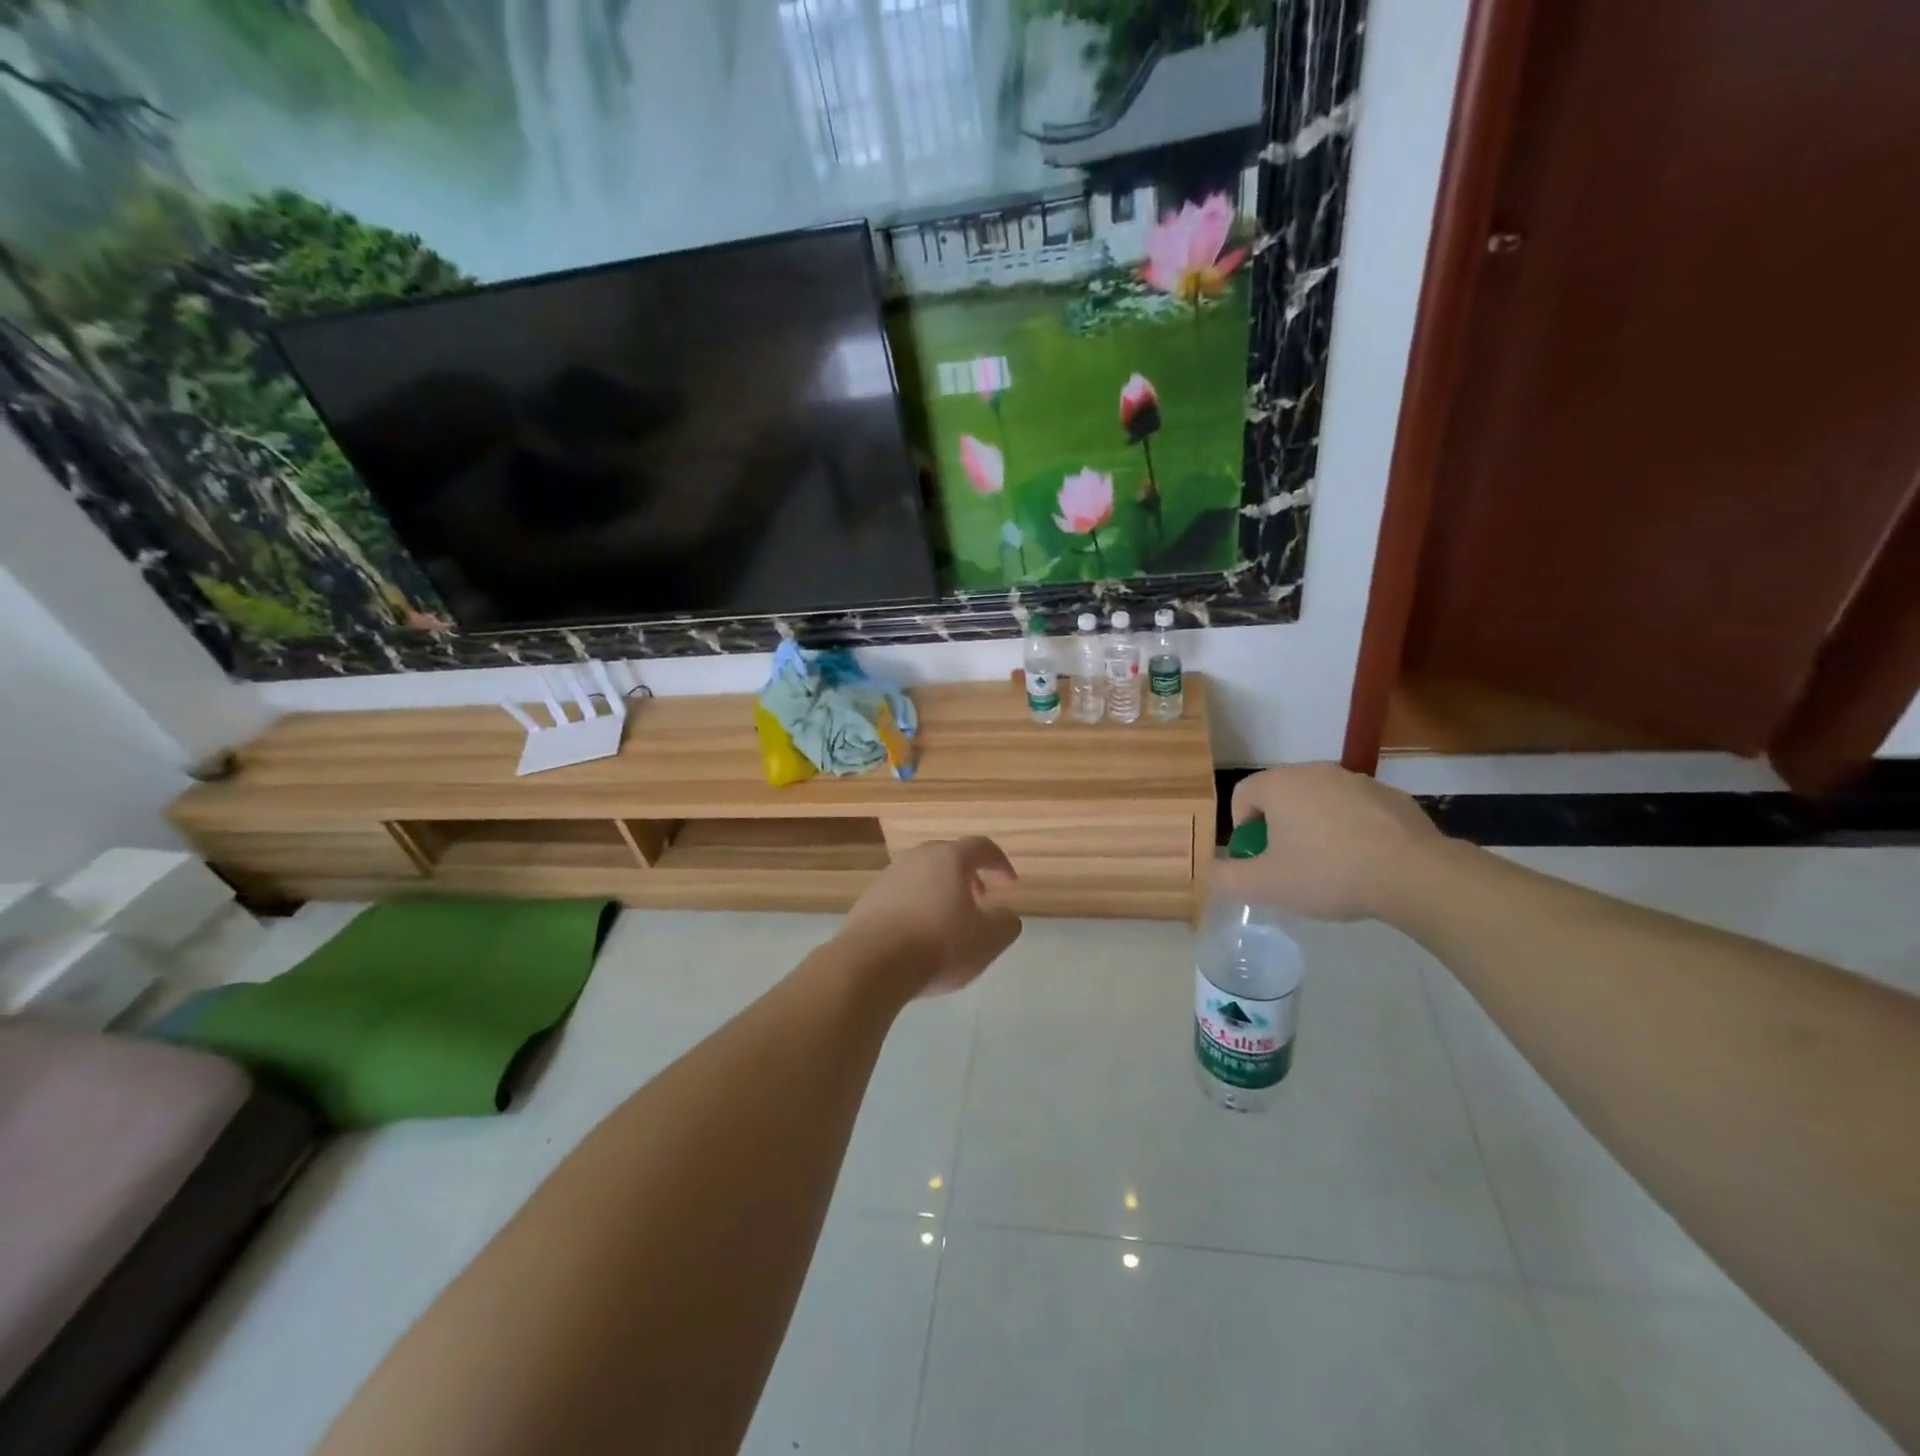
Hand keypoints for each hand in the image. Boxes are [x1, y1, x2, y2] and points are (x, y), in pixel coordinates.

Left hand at [838, 837, 1022, 996]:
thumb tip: (1005, 915)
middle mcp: (917, 858)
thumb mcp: (988, 940)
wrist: (871, 963)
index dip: (999, 863)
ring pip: (922, 876)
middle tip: (979, 900)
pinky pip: (901, 896)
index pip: (981, 847)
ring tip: (948, 922)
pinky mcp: (868, 900)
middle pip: (948, 857)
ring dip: (940, 892)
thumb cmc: (938, 944)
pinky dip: (916, 907)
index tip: (1009, 884)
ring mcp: (888, 877)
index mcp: (949, 858)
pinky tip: (918, 936)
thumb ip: (1006, 923)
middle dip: (968, 876)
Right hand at [1209, 764, 1445, 921]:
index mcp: (1280, 785)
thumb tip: (1213, 872)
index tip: (1259, 860)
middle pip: (1280, 796)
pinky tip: (1365, 863)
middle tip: (1290, 866)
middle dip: (1278, 828)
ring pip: (1319, 802)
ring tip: (1331, 867)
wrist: (1414, 875)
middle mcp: (1315, 771)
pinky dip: (1351, 830)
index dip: (1242, 830)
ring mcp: (1357, 781)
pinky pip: (1356, 811)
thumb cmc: (1328, 873)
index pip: (1241, 795)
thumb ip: (1227, 878)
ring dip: (1314, 828)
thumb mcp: (1266, 886)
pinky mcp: (1392, 796)